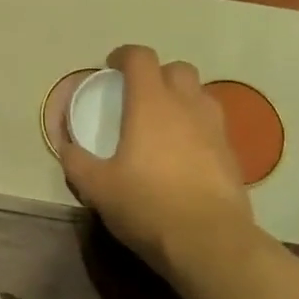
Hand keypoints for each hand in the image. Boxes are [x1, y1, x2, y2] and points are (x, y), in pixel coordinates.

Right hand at [59, 45, 258, 273]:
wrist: (210, 242)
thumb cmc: (147, 205)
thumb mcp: (97, 187)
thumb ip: (76, 162)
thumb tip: (65, 148)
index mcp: (151, 103)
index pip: (141, 57)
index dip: (124, 56)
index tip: (111, 68)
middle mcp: (187, 106)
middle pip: (177, 68)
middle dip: (157, 74)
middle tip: (139, 96)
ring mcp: (215, 128)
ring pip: (200, 95)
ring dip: (182, 99)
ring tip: (165, 123)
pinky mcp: (232, 154)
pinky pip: (213, 126)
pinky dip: (197, 128)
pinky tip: (185, 155)